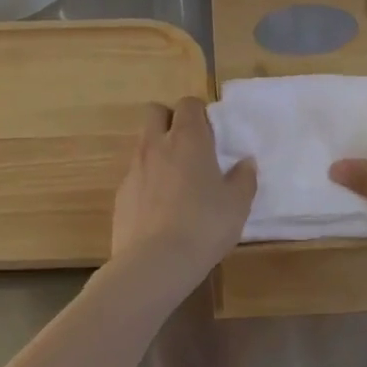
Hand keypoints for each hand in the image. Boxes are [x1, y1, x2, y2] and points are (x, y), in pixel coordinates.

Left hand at [110, 97, 256, 297]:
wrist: (154, 263)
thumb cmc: (204, 225)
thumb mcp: (237, 204)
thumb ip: (243, 178)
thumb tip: (245, 162)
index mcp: (187, 139)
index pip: (188, 104)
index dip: (199, 113)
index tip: (211, 133)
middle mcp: (156, 145)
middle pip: (155, 112)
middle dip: (170, 120)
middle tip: (189, 146)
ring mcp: (134, 169)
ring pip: (143, 144)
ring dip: (158, 152)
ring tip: (177, 182)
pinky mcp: (120, 194)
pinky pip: (135, 175)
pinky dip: (147, 182)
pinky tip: (160, 209)